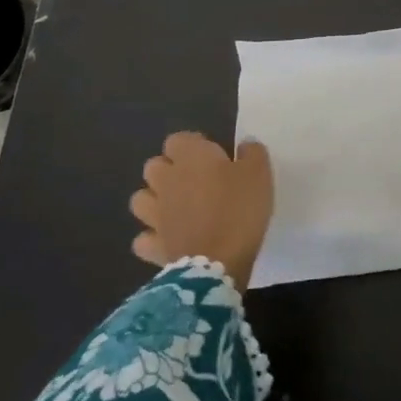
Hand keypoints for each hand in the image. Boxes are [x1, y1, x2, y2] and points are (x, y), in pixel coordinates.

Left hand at [131, 132, 273, 291]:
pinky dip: (153, 237)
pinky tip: (169, 239)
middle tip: (196, 181)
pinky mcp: (153, 245)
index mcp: (190, 157)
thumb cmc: (239, 209)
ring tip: (177, 209)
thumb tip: (244, 145)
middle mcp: (166, 181)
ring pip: (140, 199)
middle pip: (154, 166)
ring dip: (155, 201)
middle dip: (169, 170)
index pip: (177, 139)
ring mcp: (155, 214)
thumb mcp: (259, 172)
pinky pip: (143, 238)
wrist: (218, 261)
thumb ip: (252, 152)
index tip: (213, 156)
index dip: (193, 145)